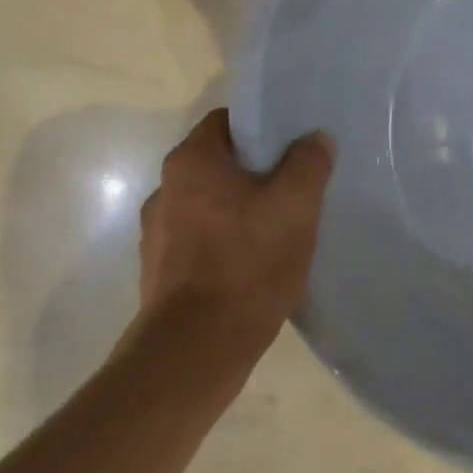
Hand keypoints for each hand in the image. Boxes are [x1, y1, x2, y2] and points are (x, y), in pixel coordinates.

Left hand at [138, 109, 334, 350]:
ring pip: (210, 205)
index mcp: (190, 162)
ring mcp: (157, 234)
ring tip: (278, 231)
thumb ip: (308, 163)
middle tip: (295, 188)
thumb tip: (315, 137)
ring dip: (240, 211)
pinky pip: (201, 241)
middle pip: (220, 164)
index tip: (293, 146)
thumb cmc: (247, 263)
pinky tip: (253, 265)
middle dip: (257, 173)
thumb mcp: (295, 206)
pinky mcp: (160, 271)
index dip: (263, 128)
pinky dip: (225, 243)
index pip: (228, 121)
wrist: (196, 350)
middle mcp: (164, 189)